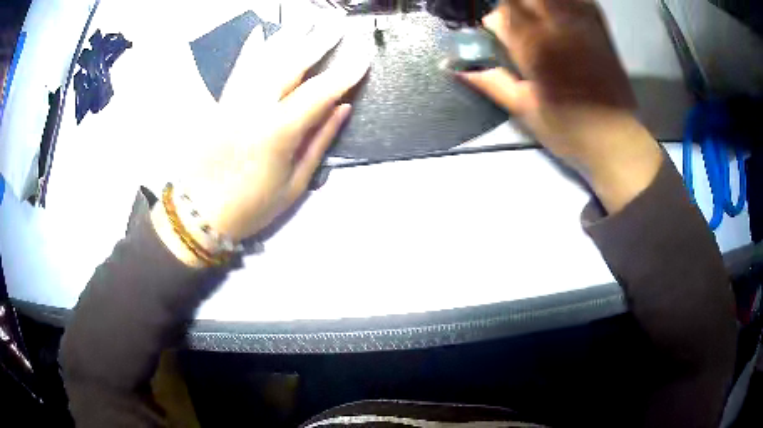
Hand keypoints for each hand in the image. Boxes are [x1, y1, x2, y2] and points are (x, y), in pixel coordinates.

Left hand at [152, 19, 370, 265]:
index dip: (346, 72)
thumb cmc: (251, 207)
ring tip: (308, 19)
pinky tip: (261, 32)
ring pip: (264, 59)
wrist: (199, 214)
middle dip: (319, 41)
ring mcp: (233, 101)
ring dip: (288, 36)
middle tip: (339, 24)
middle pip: (291, 64)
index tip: (365, 54)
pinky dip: (251, 48)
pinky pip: (238, 68)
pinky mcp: (220, 102)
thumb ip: (319, 141)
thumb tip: (343, 107)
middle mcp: (254, 108)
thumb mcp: (294, 184)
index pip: (319, 92)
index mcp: (277, 133)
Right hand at [459, 0, 662, 212]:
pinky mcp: (600, 28)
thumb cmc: (569, 132)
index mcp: (534, 48)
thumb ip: (490, 81)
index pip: (500, 15)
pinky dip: (564, 3)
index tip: (493, 34)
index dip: (492, 22)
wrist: (617, 142)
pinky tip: (558, 14)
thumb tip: (455, 66)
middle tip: (515, 28)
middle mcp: (557, 28)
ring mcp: (581, 25)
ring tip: (536, 22)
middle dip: (512, 8)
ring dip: (534, 5)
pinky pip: (579, 0)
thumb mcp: (524, 110)